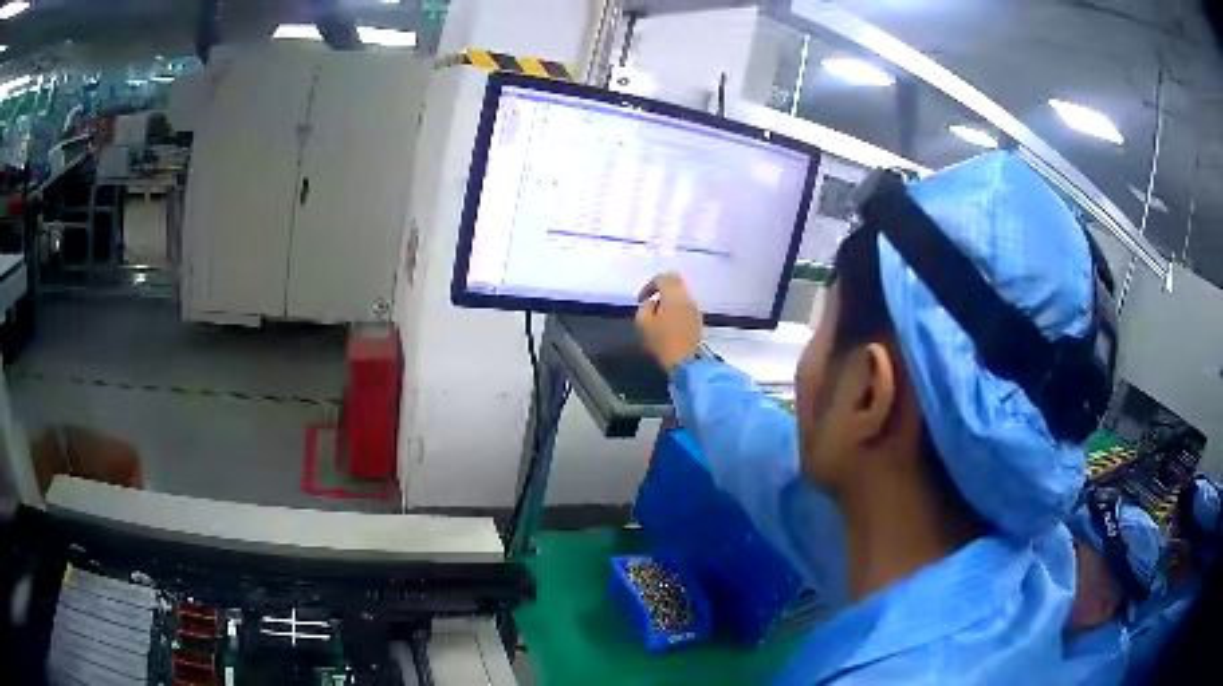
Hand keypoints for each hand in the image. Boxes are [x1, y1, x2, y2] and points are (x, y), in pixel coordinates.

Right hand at [636, 272, 702, 371]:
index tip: (641, 299)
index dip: (649, 285)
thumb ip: (645, 307)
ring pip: (682, 294)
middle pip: (675, 281)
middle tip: (651, 299)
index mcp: (673, 295)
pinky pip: (686, 305)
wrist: (687, 363)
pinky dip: (676, 307)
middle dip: (661, 287)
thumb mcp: (643, 323)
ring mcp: (695, 309)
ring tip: (659, 313)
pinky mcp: (698, 320)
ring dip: (670, 298)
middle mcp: (687, 297)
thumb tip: (652, 302)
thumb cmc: (662, 342)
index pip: (662, 278)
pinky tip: (669, 321)